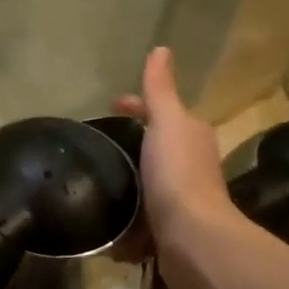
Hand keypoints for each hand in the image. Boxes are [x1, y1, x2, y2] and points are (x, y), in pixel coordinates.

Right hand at [116, 47, 236, 288]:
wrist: (193, 238)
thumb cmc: (178, 174)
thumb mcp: (167, 122)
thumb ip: (160, 90)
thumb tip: (161, 49)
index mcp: (191, 135)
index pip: (160, 112)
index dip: (137, 106)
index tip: (110, 107)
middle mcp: (191, 164)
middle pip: (155, 147)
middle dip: (131, 145)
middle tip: (96, 146)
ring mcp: (182, 200)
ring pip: (149, 183)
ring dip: (128, 183)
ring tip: (96, 183)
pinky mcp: (170, 231)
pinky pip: (143, 220)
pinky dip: (127, 221)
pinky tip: (107, 224)